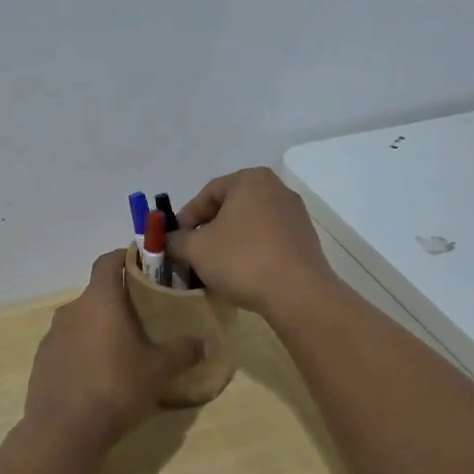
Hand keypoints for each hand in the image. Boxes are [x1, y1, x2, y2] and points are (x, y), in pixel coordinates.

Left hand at [24, 249, 202, 448]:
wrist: (63, 432)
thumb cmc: (115, 388)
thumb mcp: (158, 371)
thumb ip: (183, 351)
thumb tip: (207, 341)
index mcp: (99, 300)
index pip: (107, 261)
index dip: (124, 257)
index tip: (142, 264)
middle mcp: (71, 310)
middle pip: (97, 294)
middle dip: (118, 302)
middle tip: (143, 318)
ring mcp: (52, 336)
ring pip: (81, 321)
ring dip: (100, 328)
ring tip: (122, 351)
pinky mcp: (42, 361)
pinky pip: (68, 346)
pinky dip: (83, 352)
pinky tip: (98, 377)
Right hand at [167, 168, 335, 315]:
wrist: (298, 294)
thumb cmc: (242, 260)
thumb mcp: (195, 249)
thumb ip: (175, 240)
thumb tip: (169, 241)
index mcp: (250, 180)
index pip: (207, 194)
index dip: (185, 218)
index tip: (174, 241)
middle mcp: (276, 189)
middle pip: (229, 208)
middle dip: (207, 232)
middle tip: (191, 255)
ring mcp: (295, 215)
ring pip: (248, 226)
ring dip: (227, 244)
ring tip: (212, 269)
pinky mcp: (305, 240)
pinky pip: (267, 241)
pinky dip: (250, 253)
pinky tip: (240, 275)